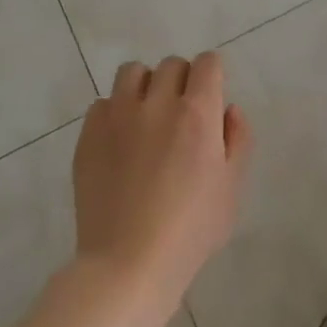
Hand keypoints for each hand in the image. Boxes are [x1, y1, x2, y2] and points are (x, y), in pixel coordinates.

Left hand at [73, 52, 250, 297]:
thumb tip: (229, 109)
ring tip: (148, 116)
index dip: (213, 75)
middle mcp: (157, 103)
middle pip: (172, 65)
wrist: (128, 263)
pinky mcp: (88, 135)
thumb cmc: (191, 229)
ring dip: (146, 85)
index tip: (212, 96)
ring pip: (132, 72)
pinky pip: (102, 103)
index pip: (207, 63)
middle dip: (183, 81)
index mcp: (197, 113)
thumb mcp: (232, 187)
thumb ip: (238, 139)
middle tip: (183, 114)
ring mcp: (117, 117)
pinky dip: (115, 112)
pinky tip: (120, 142)